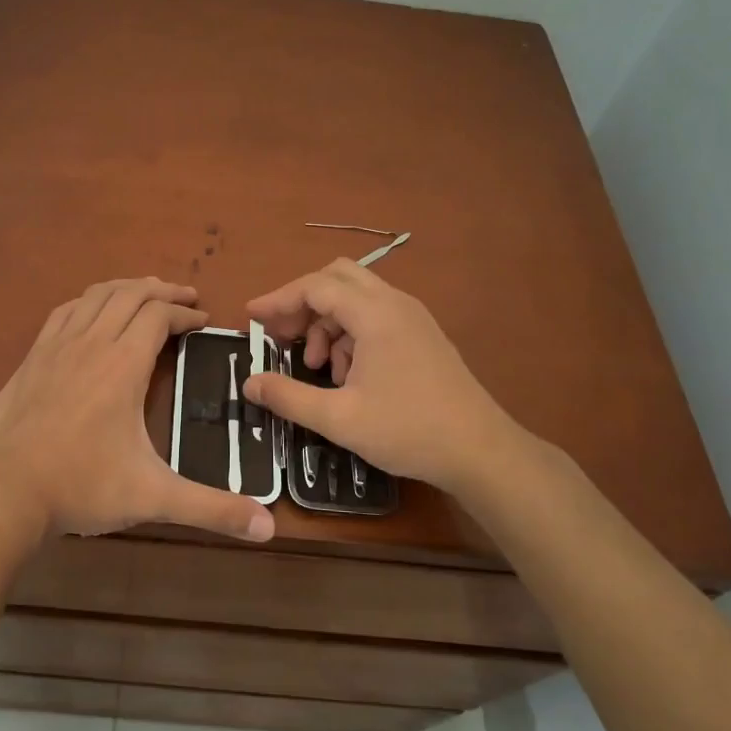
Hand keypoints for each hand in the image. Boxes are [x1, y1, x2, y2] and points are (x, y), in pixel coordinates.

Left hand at [0, 278, 274, 542]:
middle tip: (185, 297)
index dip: (185, 313)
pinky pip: (65, 311)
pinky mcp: (32, 358)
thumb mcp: (153, 497)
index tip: (204, 320)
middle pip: (130, 294)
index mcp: (123, 365)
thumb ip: (211, 509)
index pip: (158, 316)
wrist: (3, 492)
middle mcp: (91, 343)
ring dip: (126, 288)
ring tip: (146, 293)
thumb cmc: (81, 487)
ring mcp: (57, 346)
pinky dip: (89, 301)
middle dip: (162, 290)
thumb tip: (269, 527)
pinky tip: (92, 312)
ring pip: (96, 296)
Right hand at [243, 259, 533, 497]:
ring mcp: (413, 317)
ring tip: (317, 366)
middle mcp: (395, 303)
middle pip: (337, 278)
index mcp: (374, 314)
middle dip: (303, 303)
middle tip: (281, 335)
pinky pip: (376, 316)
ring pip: (357, 298)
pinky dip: (351, 333)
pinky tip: (346, 375)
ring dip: (327, 322)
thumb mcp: (338, 418)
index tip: (251, 318)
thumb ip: (288, 397)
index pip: (315, 286)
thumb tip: (249, 383)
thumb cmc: (408, 430)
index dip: (278, 299)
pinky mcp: (423, 335)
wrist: (481, 451)